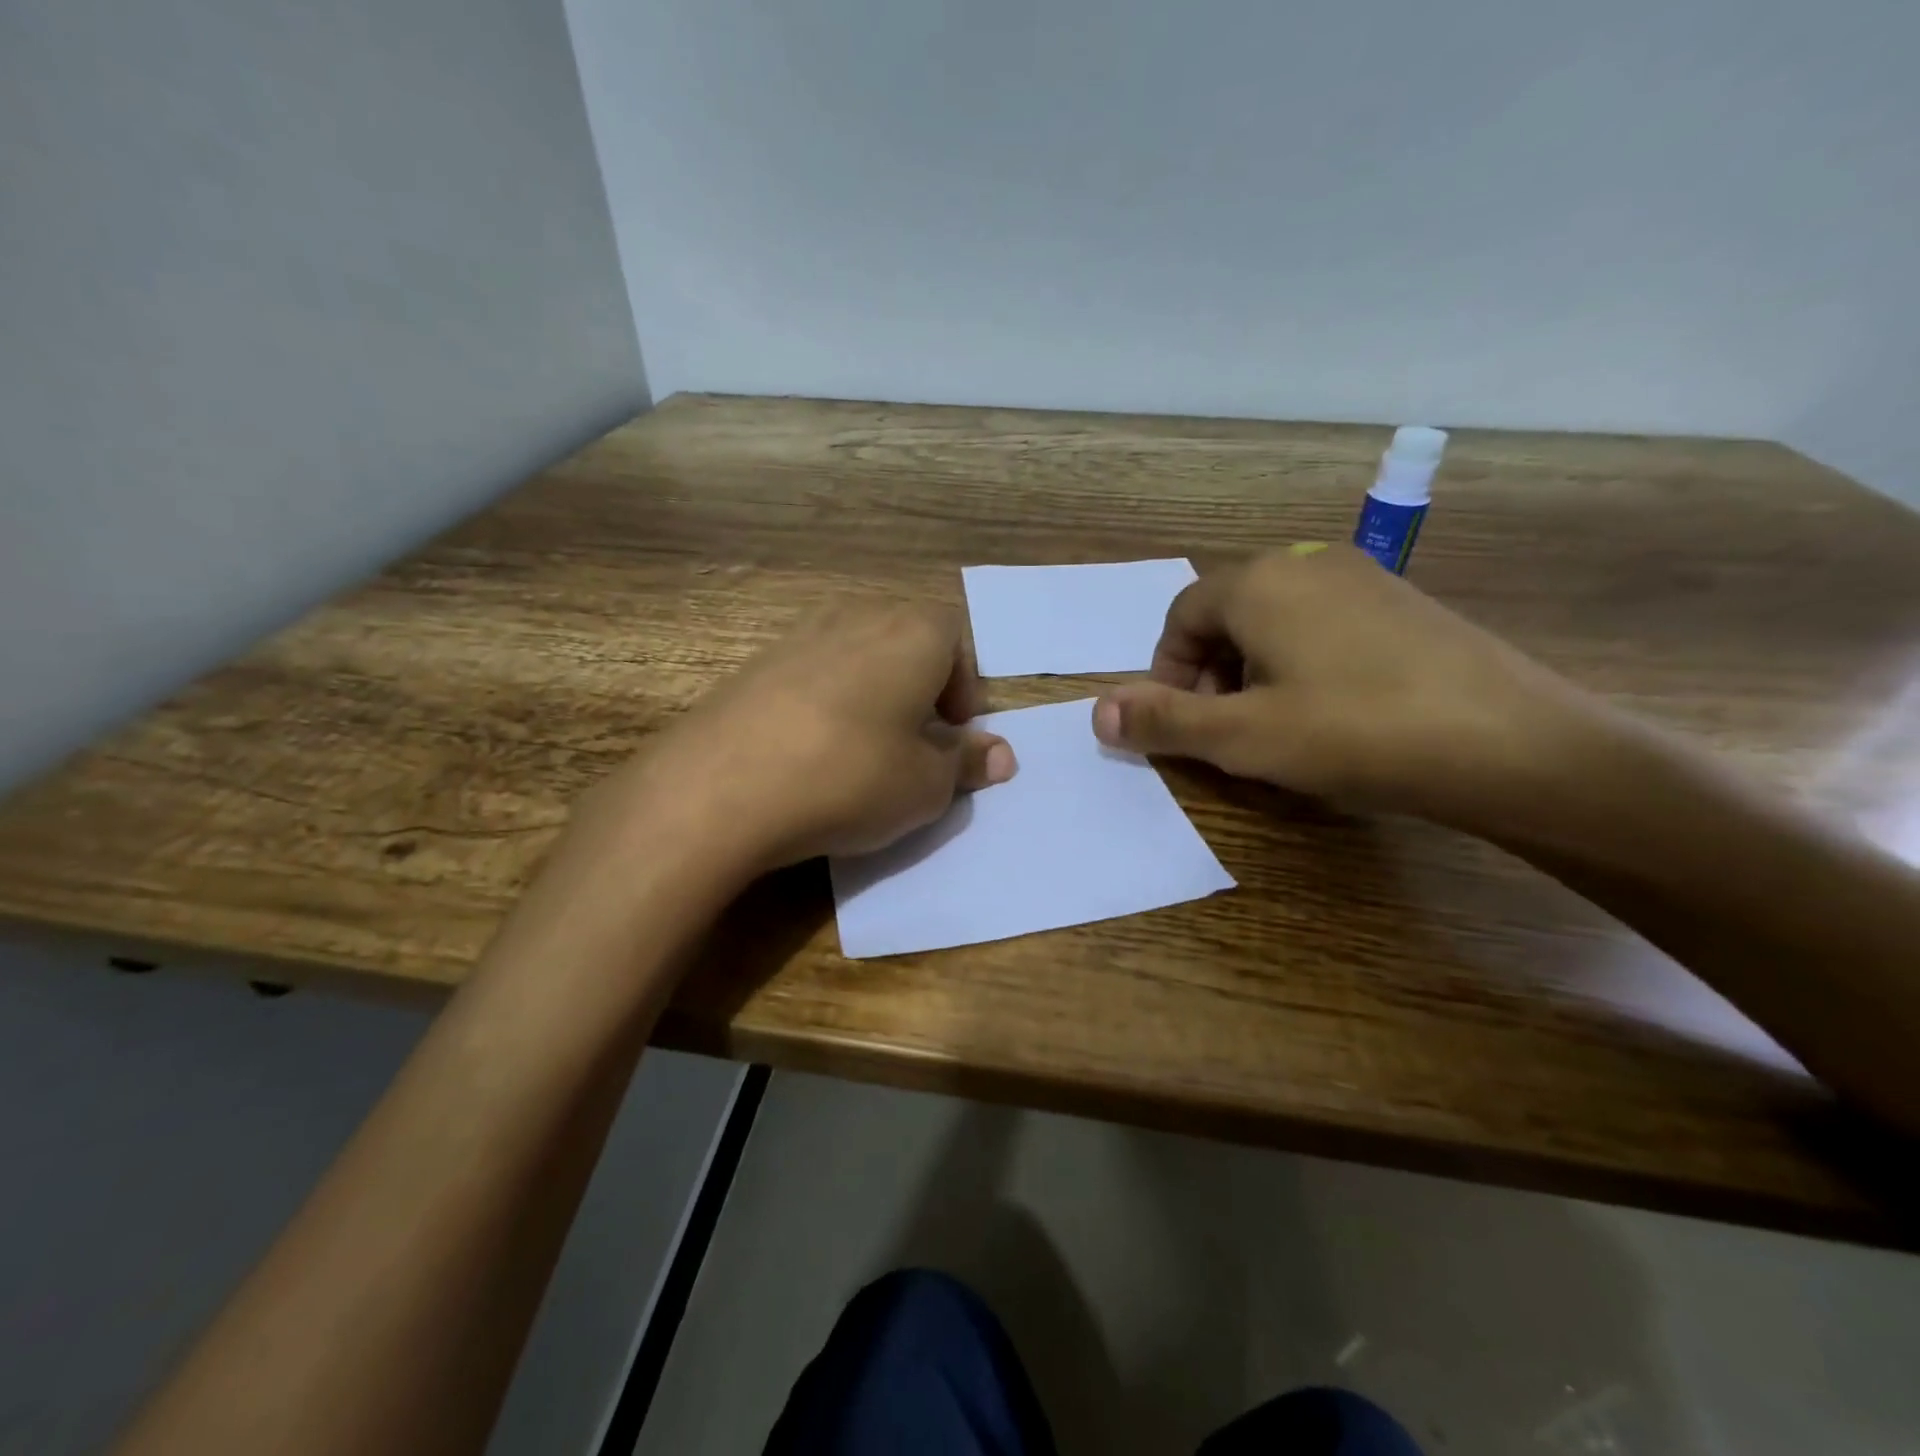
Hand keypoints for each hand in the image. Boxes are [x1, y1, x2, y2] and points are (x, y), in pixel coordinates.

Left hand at [589, 601, 1016, 872]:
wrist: (721, 787)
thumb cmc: (850, 777)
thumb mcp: (926, 786)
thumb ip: (967, 763)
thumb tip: (1001, 755)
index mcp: (912, 633)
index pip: (956, 639)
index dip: (963, 688)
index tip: (952, 734)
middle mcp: (857, 617)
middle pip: (905, 639)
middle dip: (920, 686)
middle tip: (915, 741)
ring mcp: (799, 635)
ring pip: (856, 654)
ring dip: (872, 693)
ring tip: (863, 748)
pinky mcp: (754, 663)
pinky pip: (810, 673)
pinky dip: (825, 702)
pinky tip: (810, 751)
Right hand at [1091, 544, 1589, 827]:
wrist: (1513, 744)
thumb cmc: (1355, 733)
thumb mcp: (1242, 737)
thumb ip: (1164, 721)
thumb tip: (1095, 711)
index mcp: (1259, 583)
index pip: (1180, 616)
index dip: (1166, 672)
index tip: (1182, 724)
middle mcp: (1307, 563)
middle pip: (1226, 614)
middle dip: (1209, 673)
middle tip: (1226, 731)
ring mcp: (1363, 579)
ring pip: (1276, 620)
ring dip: (1253, 671)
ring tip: (1276, 727)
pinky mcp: (1405, 604)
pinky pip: (1324, 625)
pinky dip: (1302, 664)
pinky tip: (1333, 713)